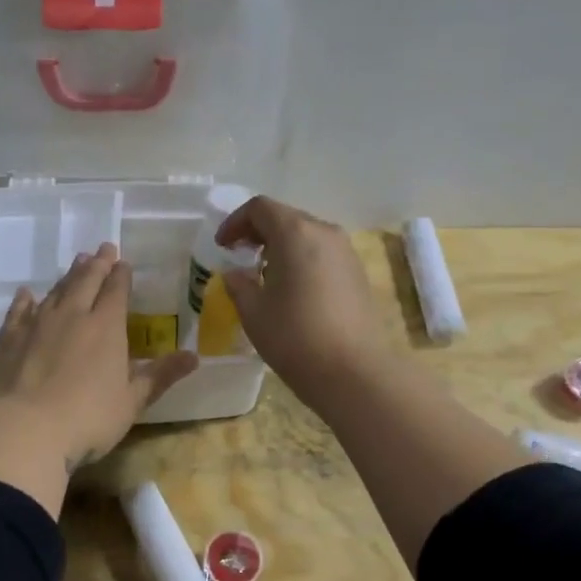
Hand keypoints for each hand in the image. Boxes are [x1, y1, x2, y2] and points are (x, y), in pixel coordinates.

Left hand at [0, 244, 197, 468]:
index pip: (116, 291)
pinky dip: (25, 300)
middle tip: (103, 248)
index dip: (121, 275)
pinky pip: (18, 311)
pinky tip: (27, 294)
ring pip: (55, 291)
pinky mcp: (8, 339)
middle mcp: (72, 316)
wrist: (24, 430)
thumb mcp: (132, 402)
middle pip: (86, 282)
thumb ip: (160, 375)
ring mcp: (36, 325)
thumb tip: (194, 356)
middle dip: (97, 264)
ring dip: (68, 276)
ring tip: (76, 262)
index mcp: (106, 327)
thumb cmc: (88, 419)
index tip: (123, 262)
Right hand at [214, 196, 388, 401]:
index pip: (260, 208)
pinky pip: (322, 254)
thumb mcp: (253, 312)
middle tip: (239, 256)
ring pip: (306, 235)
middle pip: (285, 217)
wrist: (353, 372)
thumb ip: (239, 284)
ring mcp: (346, 252)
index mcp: (295, 233)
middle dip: (258, 232)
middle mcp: (325, 232)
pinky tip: (292, 290)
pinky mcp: (358, 274)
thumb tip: (235, 273)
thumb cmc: (295, 337)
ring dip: (280, 247)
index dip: (235, 222)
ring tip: (264, 275)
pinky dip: (301, 260)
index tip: (222, 246)